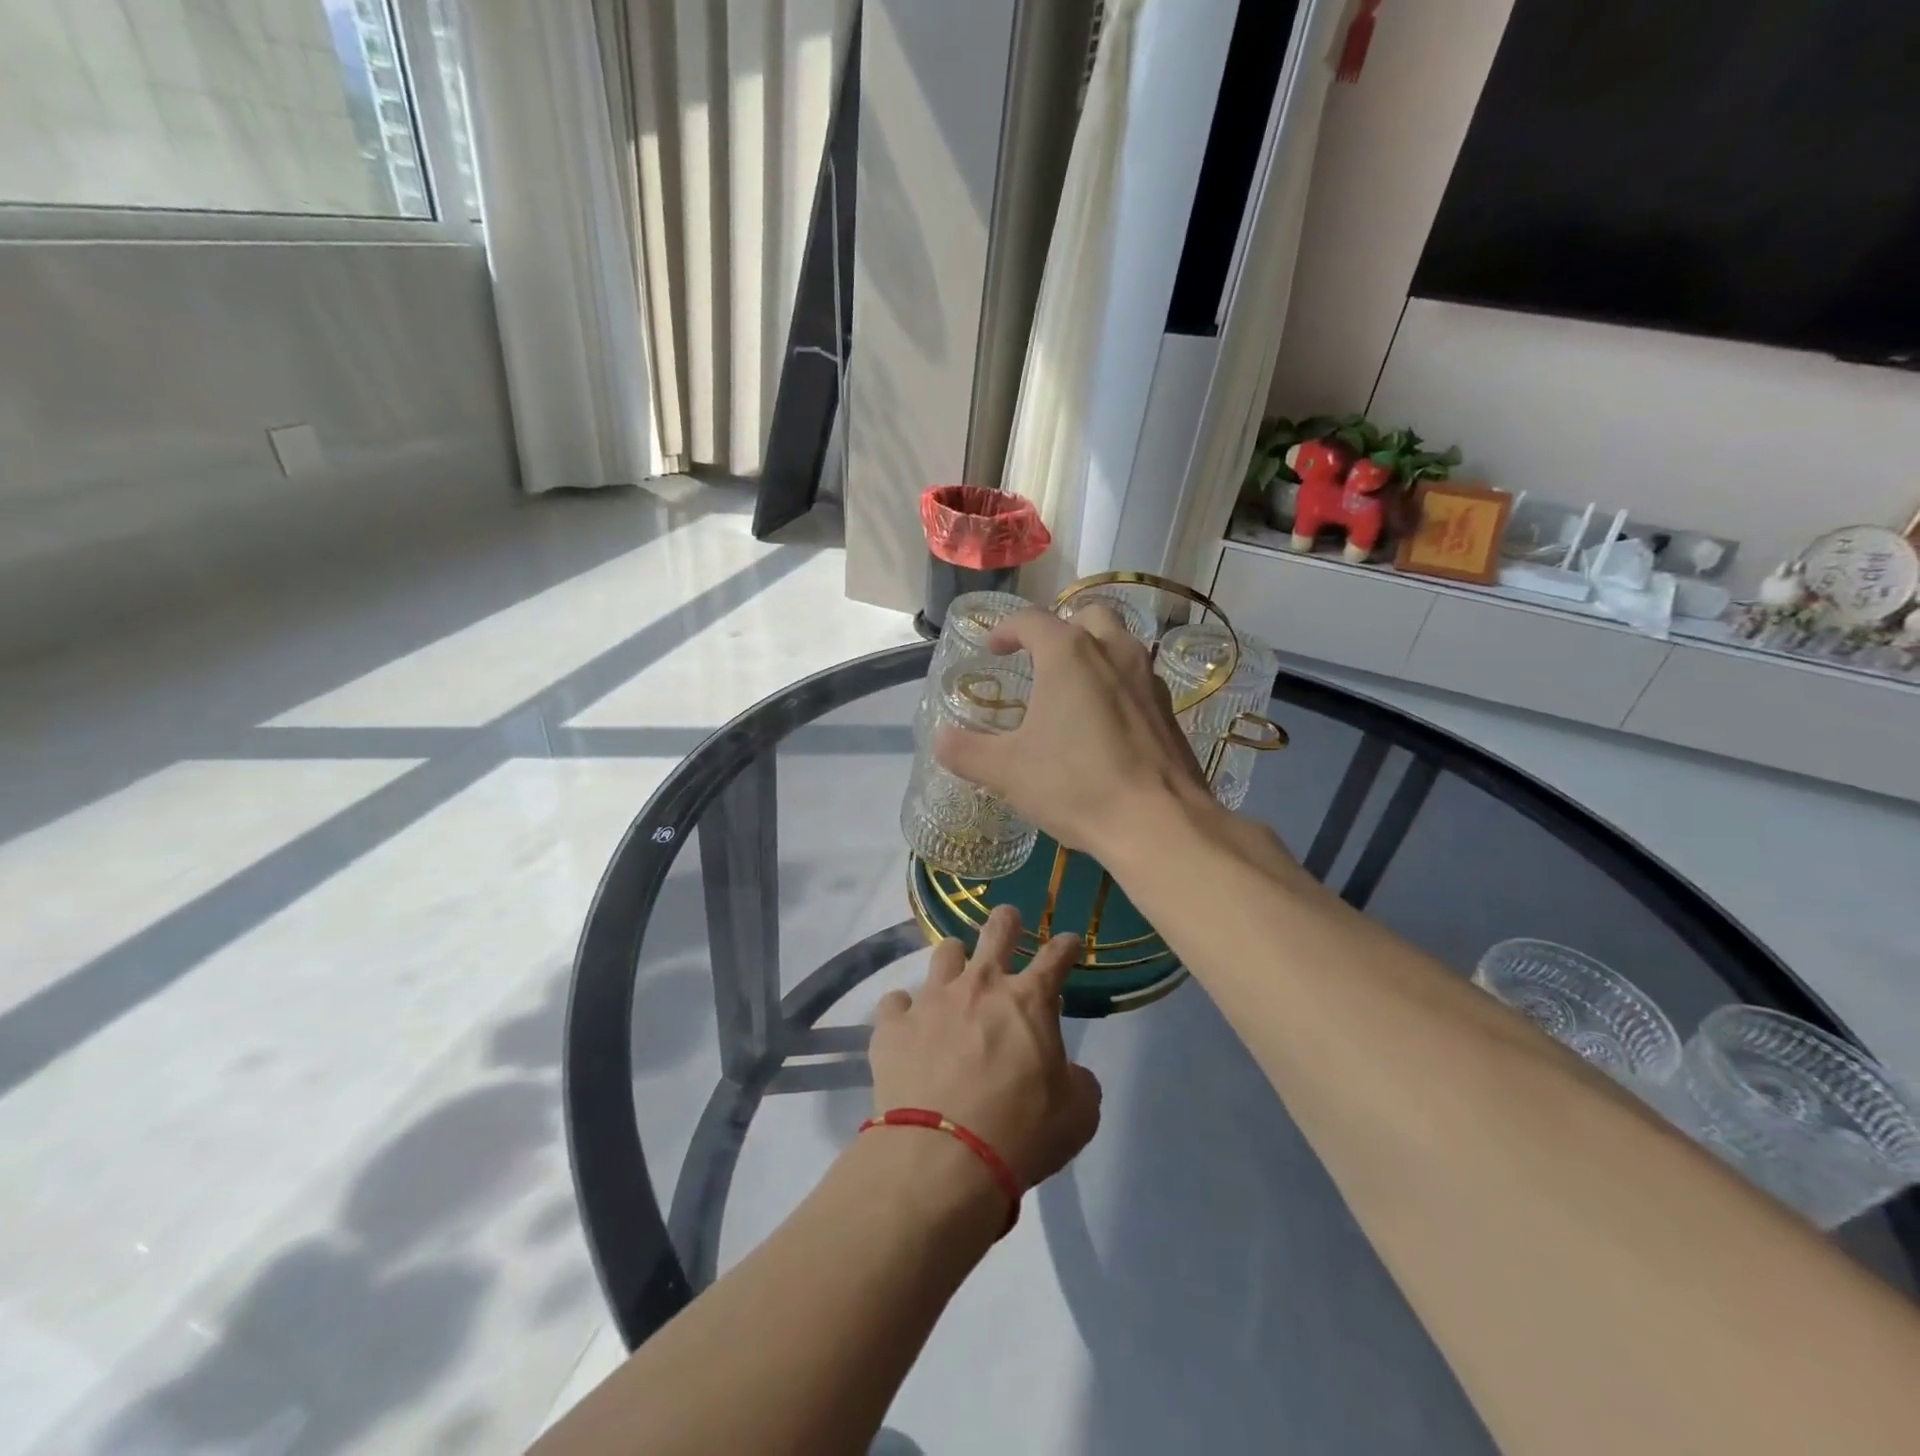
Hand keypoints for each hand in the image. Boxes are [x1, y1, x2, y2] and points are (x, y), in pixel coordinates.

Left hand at [869, 906, 1101, 1191]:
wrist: (942, 1158)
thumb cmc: (1020, 1134)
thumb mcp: (1077, 1116)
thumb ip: (1078, 1083)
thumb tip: (1069, 1073)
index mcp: (1029, 1001)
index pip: (1056, 957)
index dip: (1066, 946)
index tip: (1069, 942)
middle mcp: (980, 986)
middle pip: (996, 930)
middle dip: (1006, 921)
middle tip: (1008, 920)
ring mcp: (932, 1000)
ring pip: (944, 953)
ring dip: (954, 961)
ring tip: (955, 976)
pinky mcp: (893, 1024)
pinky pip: (896, 1001)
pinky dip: (905, 1012)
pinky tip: (908, 1027)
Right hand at [933, 604, 1212, 858]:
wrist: (1157, 823)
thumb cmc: (1075, 785)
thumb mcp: (1007, 772)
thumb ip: (967, 751)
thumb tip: (941, 740)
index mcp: (1069, 654)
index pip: (1031, 620)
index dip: (1006, 629)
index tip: (994, 648)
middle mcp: (1113, 652)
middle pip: (1087, 616)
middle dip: (1061, 628)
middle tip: (1040, 658)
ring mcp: (1148, 679)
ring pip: (1120, 645)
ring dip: (1094, 653)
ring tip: (1073, 689)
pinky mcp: (1169, 711)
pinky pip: (1138, 680)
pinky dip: (1117, 686)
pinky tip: (1105, 724)